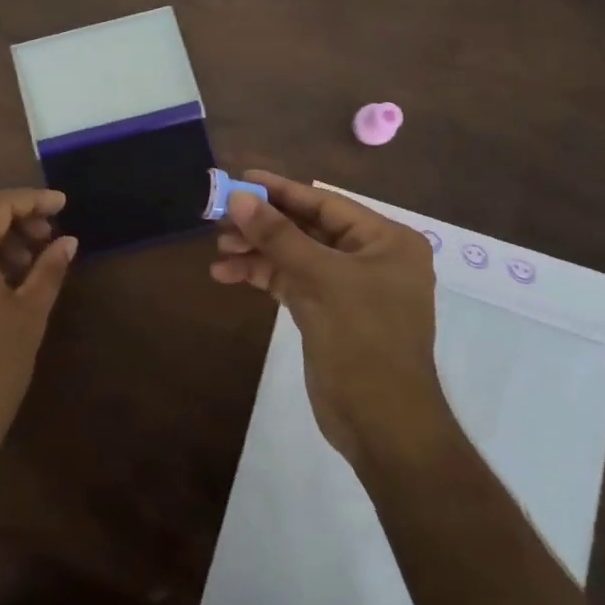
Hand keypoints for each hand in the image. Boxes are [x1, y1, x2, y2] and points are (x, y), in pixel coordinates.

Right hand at [210, 170, 452, 469]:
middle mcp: (369, 257)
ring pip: (294, 255)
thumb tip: (240, 198)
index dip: (281, 190)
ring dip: (257, 252)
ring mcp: (348, 287)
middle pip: (306, 228)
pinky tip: (227, 275)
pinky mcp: (327, 312)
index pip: (325, 203)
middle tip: (220, 220)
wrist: (382, 425)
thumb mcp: (321, 281)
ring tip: (218, 252)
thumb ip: (279, 236)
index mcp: (385, 240)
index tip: (241, 179)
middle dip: (263, 226)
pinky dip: (262, 276)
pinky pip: (290, 281)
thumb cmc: (364, 342)